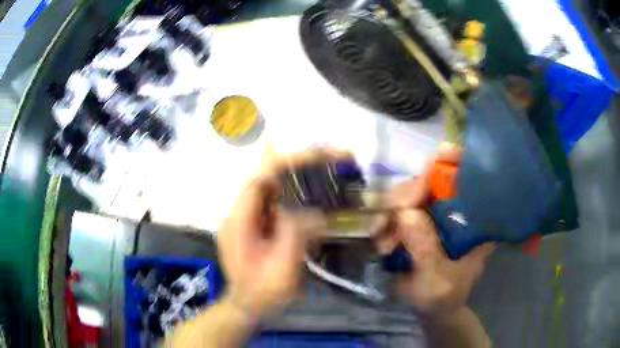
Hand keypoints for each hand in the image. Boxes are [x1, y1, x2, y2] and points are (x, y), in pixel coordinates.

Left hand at [217, 148, 349, 317]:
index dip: (286, 164)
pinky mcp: (257, 226)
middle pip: (268, 179)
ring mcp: (247, 218)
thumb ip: (296, 233)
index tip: (316, 158)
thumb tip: (315, 210)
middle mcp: (239, 213)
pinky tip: (317, 195)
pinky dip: (298, 196)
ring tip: (329, 170)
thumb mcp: (282, 266)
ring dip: (300, 178)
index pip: (260, 180)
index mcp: (238, 221)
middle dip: (299, 166)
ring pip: (275, 189)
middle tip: (331, 158)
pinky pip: (278, 203)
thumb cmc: (264, 292)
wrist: (250, 307)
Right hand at [375, 143, 494, 313]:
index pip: (472, 181)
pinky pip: (393, 212)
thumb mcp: (438, 279)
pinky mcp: (413, 224)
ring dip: (390, 214)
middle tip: (394, 213)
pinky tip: (381, 243)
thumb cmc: (444, 296)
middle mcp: (454, 212)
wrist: (430, 309)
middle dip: (409, 193)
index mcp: (475, 222)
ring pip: (408, 195)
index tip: (442, 154)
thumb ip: (426, 249)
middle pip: (432, 182)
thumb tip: (406, 213)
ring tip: (383, 240)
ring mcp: (432, 217)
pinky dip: (383, 224)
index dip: (459, 161)